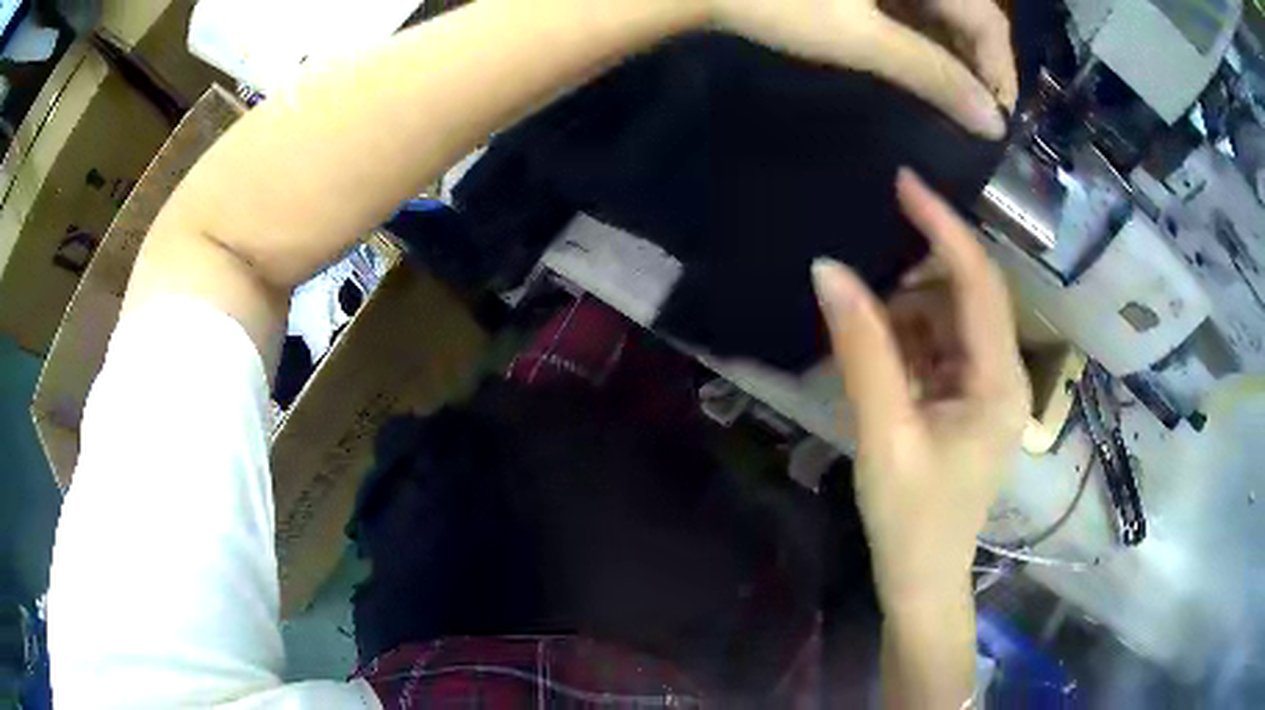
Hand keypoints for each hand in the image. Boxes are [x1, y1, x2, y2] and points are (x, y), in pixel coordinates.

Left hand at [710, 0, 1013, 137]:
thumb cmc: (781, 5)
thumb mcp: (863, 40)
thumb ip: (933, 74)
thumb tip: (993, 123)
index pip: (988, 19)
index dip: (1000, 70)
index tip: (997, 120)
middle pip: (969, 13)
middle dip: (977, 65)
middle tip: (973, 115)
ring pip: (942, 12)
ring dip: (951, 55)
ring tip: (950, 100)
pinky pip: (913, 7)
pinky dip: (922, 38)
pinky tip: (918, 66)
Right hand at [812, 170, 1029, 609]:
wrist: (921, 580)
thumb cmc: (910, 519)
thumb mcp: (884, 434)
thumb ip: (862, 350)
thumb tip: (829, 270)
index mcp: (998, 380)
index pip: (978, 281)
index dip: (943, 226)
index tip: (904, 181)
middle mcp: (1004, 374)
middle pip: (967, 295)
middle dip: (918, 274)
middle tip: (864, 264)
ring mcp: (988, 389)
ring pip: (950, 320)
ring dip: (908, 313)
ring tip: (862, 323)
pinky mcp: (969, 402)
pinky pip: (940, 349)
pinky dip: (908, 341)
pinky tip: (878, 356)